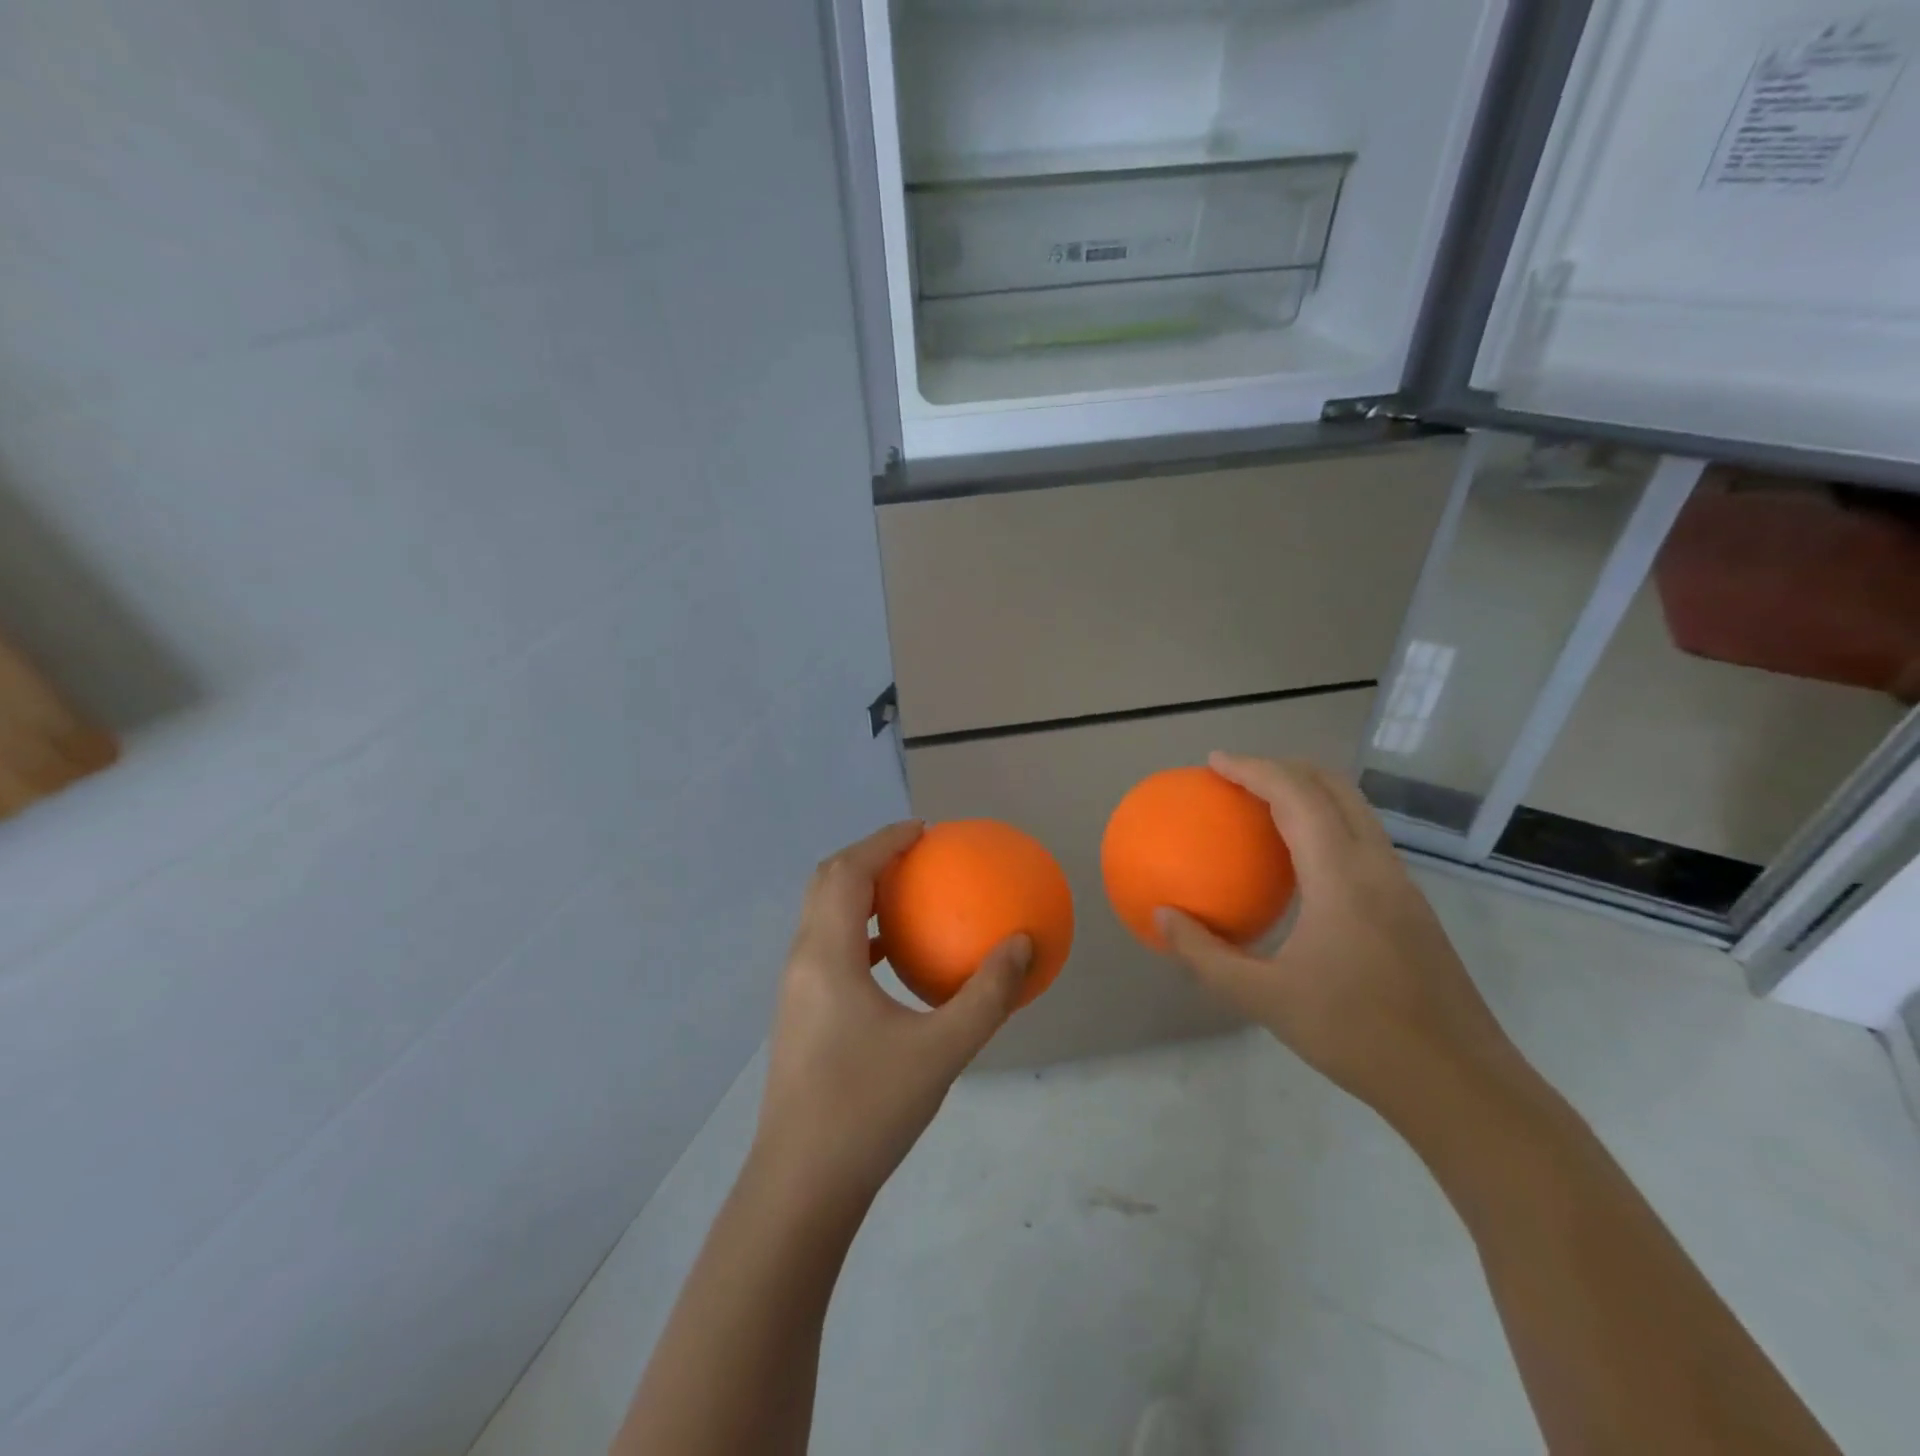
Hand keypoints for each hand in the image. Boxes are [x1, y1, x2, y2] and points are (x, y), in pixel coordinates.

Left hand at [751, 821, 1030, 1214]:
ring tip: (906, 895)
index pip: (848, 872)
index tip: (922, 831)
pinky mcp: (800, 1018)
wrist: (801, 1187)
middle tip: (914, 854)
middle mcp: (802, 962)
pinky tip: (893, 960)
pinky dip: (858, 934)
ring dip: (859, 894)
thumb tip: (1024, 943)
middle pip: (826, 884)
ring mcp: (795, 991)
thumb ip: (987, 994)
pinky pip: (828, 951)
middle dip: (867, 858)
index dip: (883, 841)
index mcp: (826, 956)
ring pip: (822, 917)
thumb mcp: (942, 1050)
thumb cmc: (868, 1109)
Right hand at [1156, 755, 1524, 1122]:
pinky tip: (1300, 864)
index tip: (1214, 762)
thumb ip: (1206, 955)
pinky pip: (1363, 840)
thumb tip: (1162, 917)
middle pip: (1333, 786)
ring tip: (1264, 806)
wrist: (1460, 1084)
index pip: (1296, 796)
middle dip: (1284, 767)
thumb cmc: (1357, 1035)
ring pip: (1355, 810)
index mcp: (1342, 876)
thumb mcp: (1265, 999)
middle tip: (1237, 776)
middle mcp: (1377, 865)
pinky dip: (1326, 823)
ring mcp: (1402, 884)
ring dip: (1309, 792)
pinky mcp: (1412, 906)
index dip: (1253, 769)